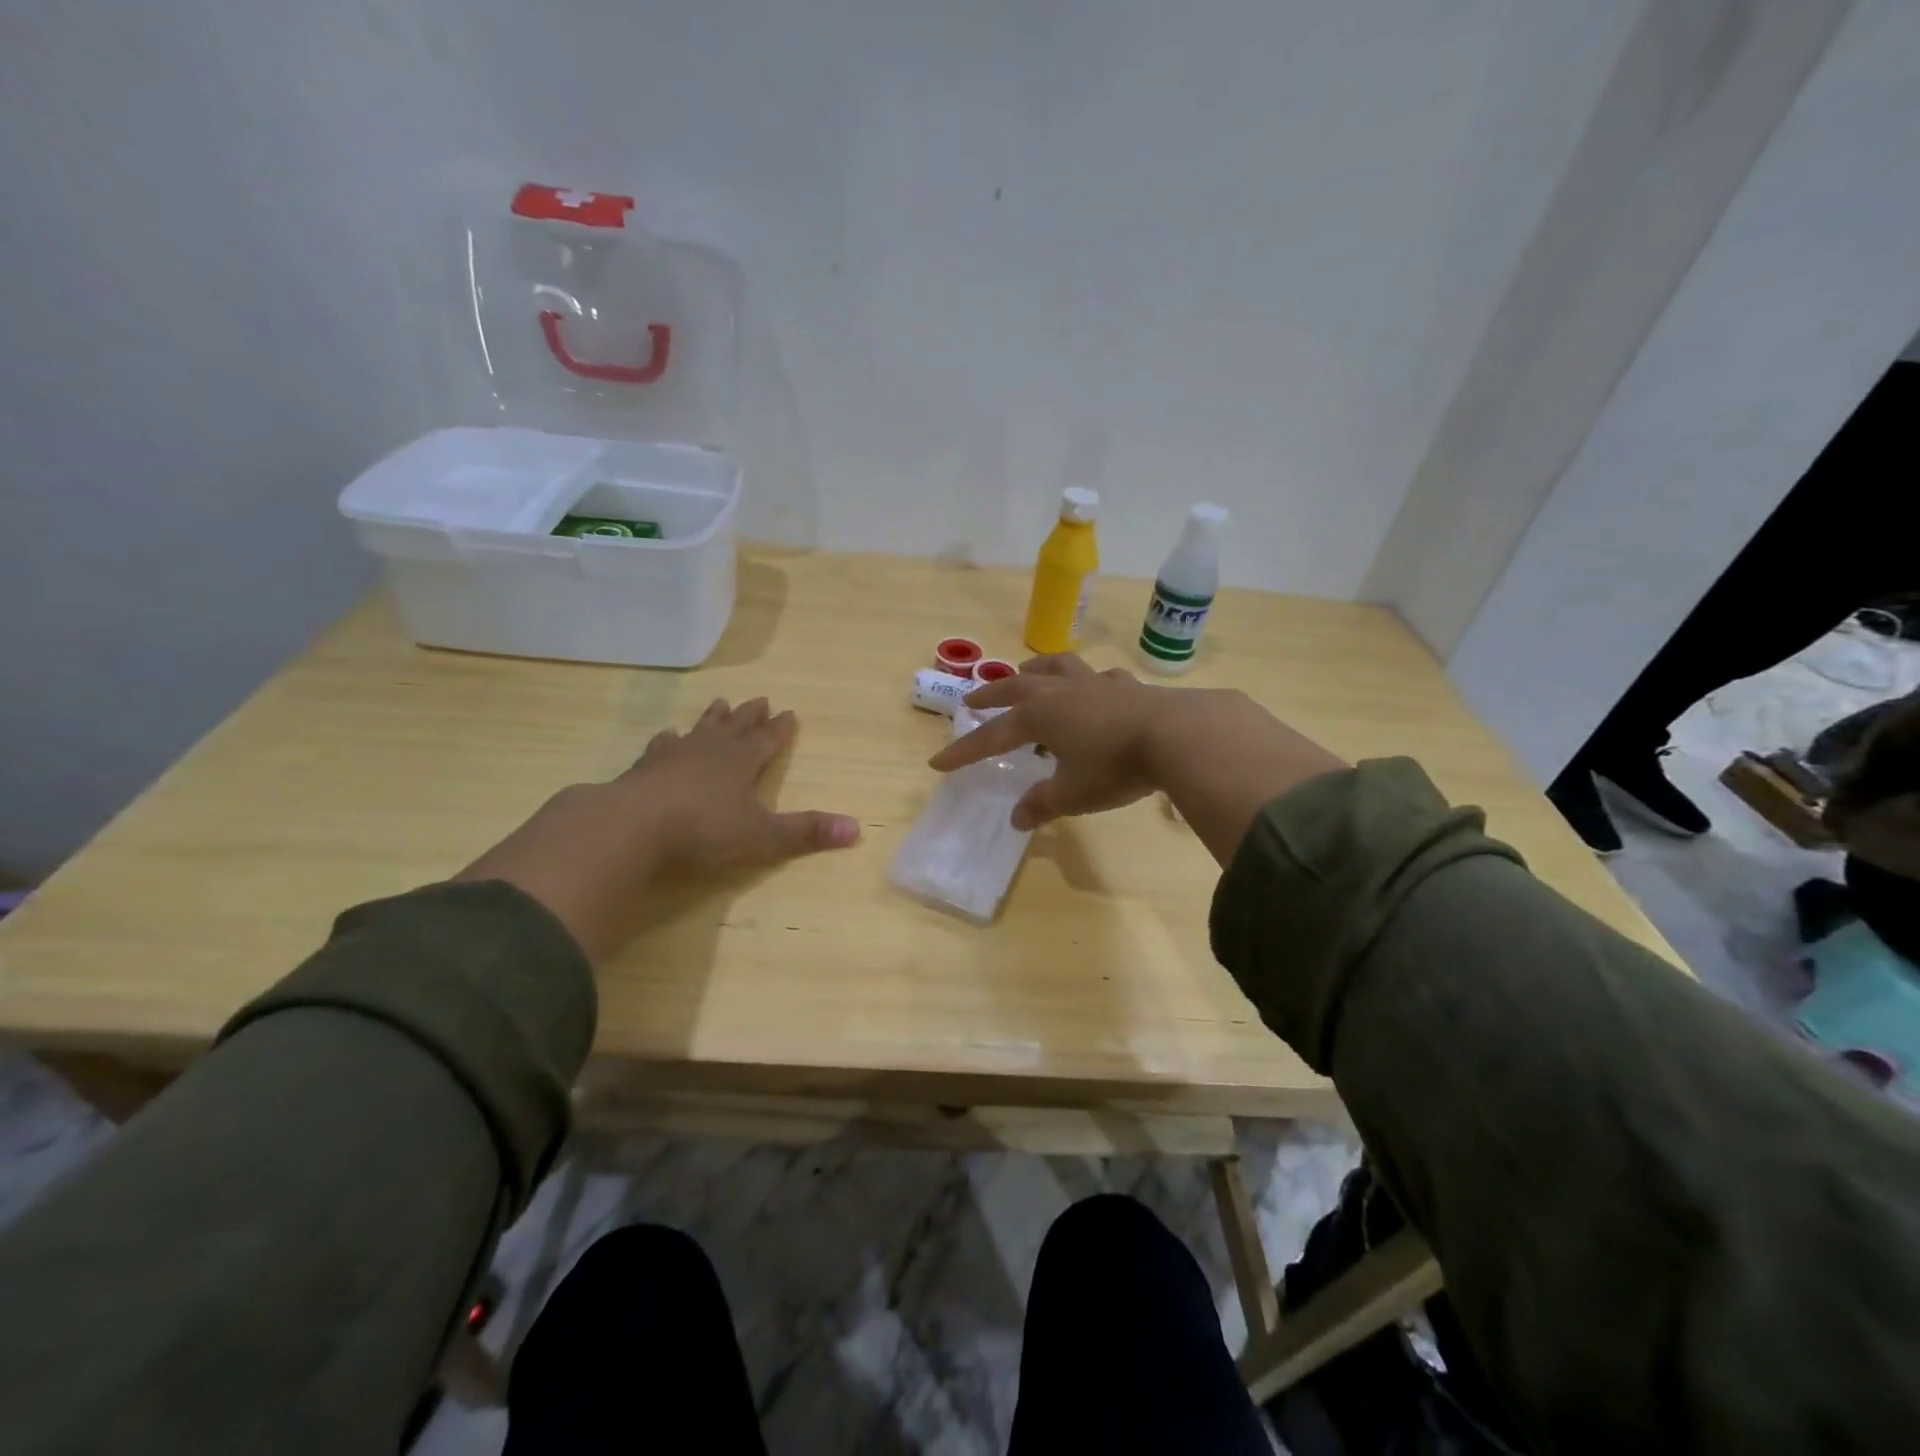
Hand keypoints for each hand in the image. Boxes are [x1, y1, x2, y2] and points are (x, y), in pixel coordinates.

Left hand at [460, 698, 859, 960]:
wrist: (634, 826)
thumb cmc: (705, 830)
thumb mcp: (763, 837)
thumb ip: (806, 832)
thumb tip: (857, 829)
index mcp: (743, 763)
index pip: (768, 741)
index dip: (780, 730)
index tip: (790, 713)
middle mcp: (712, 751)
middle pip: (736, 727)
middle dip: (751, 716)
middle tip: (760, 699)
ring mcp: (675, 756)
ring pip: (701, 730)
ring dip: (712, 719)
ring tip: (720, 703)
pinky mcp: (645, 768)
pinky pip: (661, 747)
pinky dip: (667, 740)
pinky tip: (666, 736)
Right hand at [928, 655, 1177, 828]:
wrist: (1177, 736)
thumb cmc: (1115, 766)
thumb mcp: (1073, 793)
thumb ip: (1042, 803)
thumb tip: (1017, 818)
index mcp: (1040, 716)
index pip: (992, 736)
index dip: (965, 751)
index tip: (938, 762)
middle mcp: (1062, 693)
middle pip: (1016, 687)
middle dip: (991, 695)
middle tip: (971, 699)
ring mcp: (1096, 685)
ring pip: (1058, 668)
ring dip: (1036, 669)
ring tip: (1026, 671)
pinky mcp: (1127, 687)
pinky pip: (1100, 678)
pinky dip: (1089, 682)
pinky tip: (1095, 688)